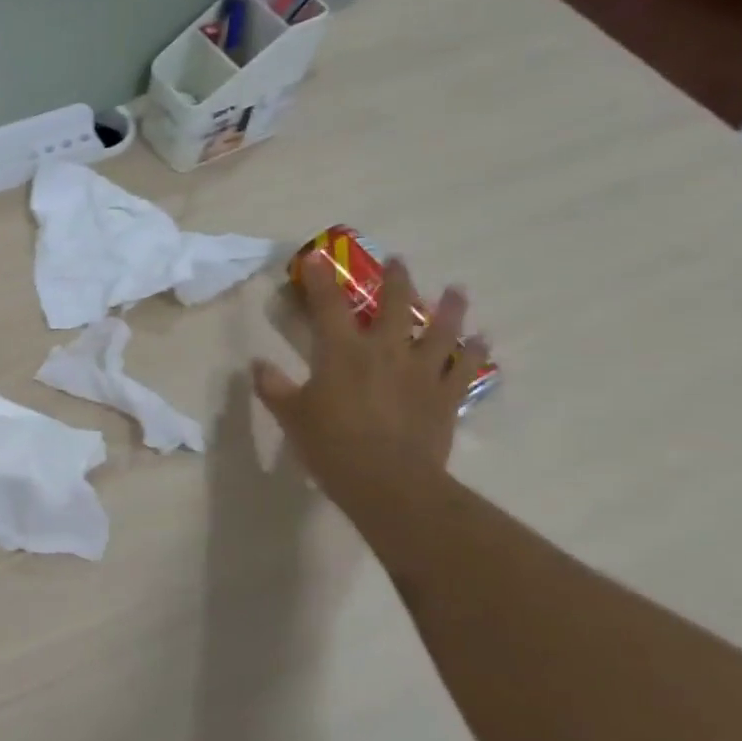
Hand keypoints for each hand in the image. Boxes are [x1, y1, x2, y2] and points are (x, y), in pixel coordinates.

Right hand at [252, 258, 486, 514]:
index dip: (320, 278)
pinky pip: (465, 368)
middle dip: (395, 280)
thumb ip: (274, 387)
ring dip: (448, 307)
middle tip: (397, 262)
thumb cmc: (331, 445)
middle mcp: (385, 351)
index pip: (328, 305)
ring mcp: (421, 372)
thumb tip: (258, 365)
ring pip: (440, 330)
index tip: (317, 257)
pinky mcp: (445, 396)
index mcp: (342, 352)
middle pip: (394, 305)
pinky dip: (476, 352)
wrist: (388, 483)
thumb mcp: (291, 416)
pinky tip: (483, 340)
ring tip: (455, 290)